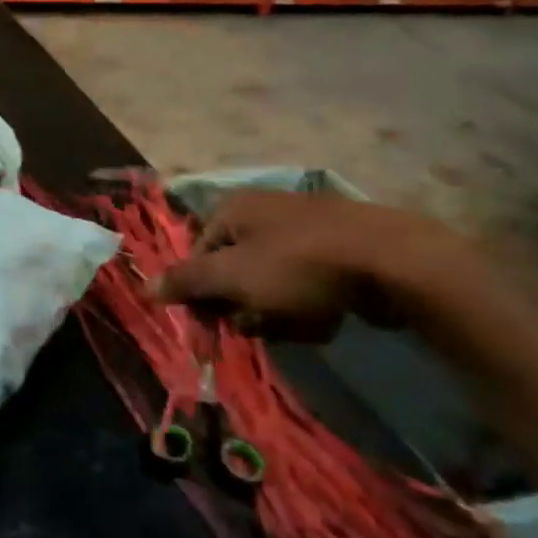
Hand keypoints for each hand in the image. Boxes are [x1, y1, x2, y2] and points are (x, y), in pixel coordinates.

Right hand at [156, 191, 477, 342]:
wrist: (392, 261)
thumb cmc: (299, 267)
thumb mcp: (233, 276)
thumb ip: (186, 281)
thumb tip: (145, 287)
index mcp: (233, 210)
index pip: (197, 257)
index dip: (201, 294)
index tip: (214, 327)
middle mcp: (263, 213)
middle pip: (232, 271)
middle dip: (242, 306)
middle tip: (258, 325)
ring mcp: (302, 230)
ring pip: (268, 283)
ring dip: (274, 312)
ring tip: (297, 324)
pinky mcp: (335, 250)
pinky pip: (304, 284)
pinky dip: (307, 306)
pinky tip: (323, 319)